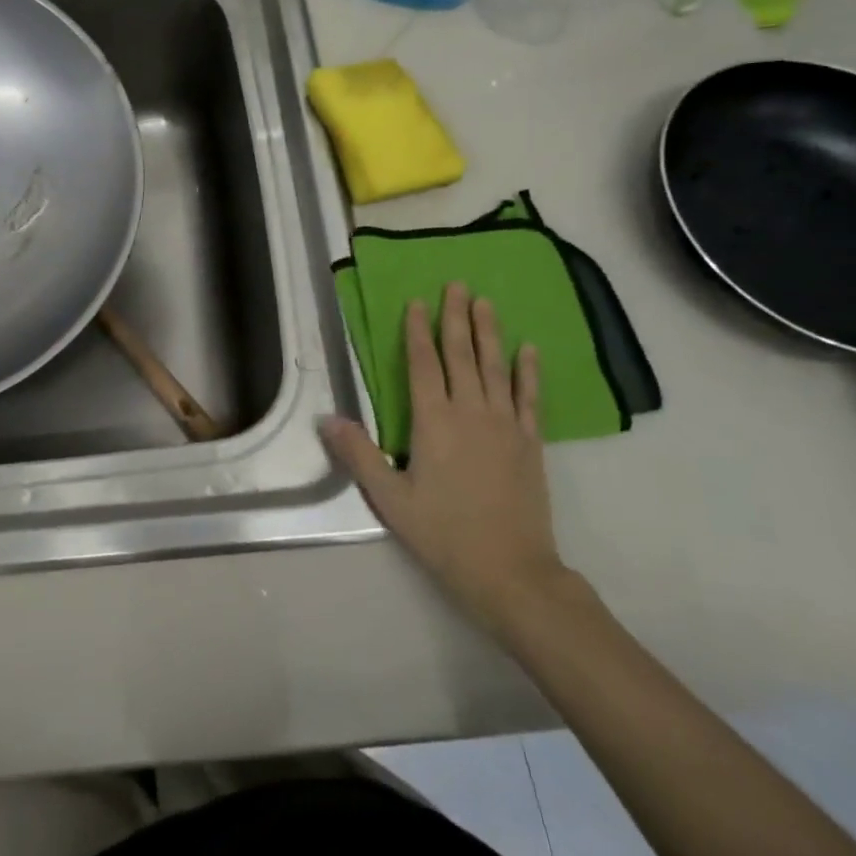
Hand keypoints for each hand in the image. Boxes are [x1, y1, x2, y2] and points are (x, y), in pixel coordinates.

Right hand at [322, 283, 569, 628]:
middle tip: (458, 284)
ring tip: (486, 302)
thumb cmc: (443, 533)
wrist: (511, 571)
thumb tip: (326, 417)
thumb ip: (358, 454)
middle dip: (456, 317)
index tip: (417, 302)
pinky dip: (529, 371)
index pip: (423, 364)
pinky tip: (529, 349)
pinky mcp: (530, 442)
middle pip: (461, 354)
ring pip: (495, 367)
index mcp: (433, 421)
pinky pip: (530, 397)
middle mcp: (470, 411)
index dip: (417, 330)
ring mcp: (505, 424)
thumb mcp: (389, 499)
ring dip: (490, 332)